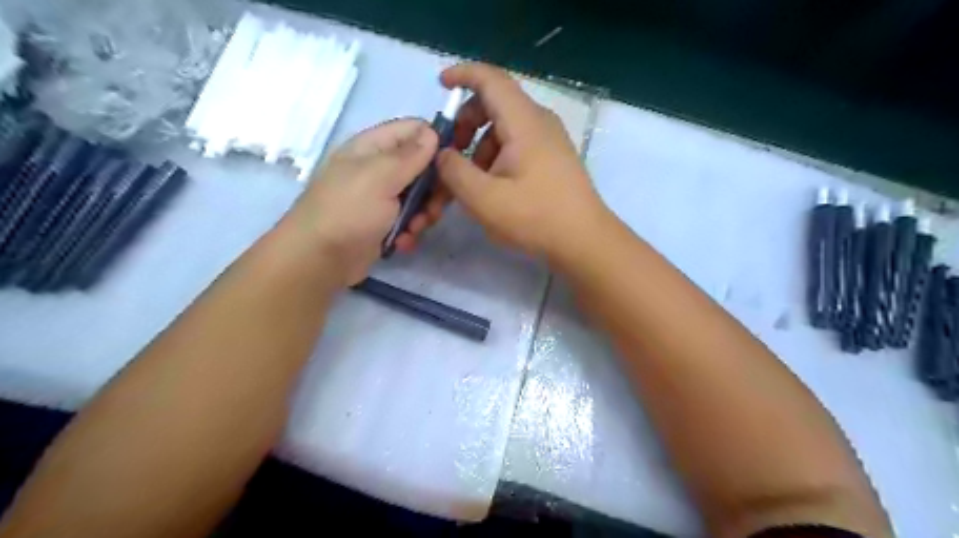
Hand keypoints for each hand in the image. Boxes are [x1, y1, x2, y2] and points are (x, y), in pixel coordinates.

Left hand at [281, 118, 437, 285]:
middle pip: (423, 166)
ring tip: (414, 229)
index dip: (436, 143)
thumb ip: (410, 155)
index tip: (453, 165)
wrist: (319, 259)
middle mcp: (379, 168)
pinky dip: (410, 231)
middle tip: (434, 207)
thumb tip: (433, 132)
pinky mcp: (385, 223)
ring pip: (420, 196)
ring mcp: (382, 197)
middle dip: (433, 188)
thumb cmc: (348, 211)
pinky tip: (402, 242)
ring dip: (424, 214)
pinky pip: (410, 219)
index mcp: (373, 147)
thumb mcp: (380, 177)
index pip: (414, 131)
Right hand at [405, 62, 604, 262]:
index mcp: (524, 122)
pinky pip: (518, 144)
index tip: (440, 85)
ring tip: (471, 181)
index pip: (491, 79)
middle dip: (466, 122)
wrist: (585, 241)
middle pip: (496, 103)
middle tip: (451, 153)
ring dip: (480, 145)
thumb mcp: (484, 198)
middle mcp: (540, 122)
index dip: (462, 75)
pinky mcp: (554, 158)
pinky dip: (497, 157)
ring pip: (506, 128)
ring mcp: (550, 140)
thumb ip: (454, 171)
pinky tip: (493, 187)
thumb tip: (442, 154)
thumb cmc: (535, 217)